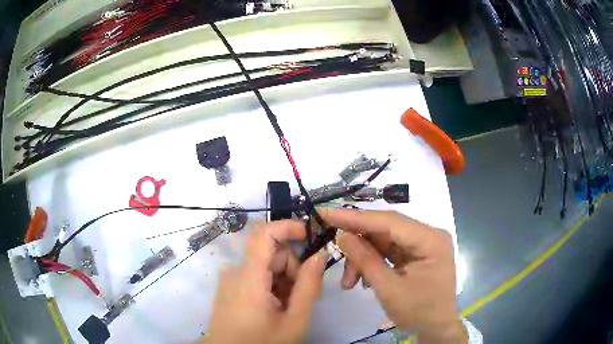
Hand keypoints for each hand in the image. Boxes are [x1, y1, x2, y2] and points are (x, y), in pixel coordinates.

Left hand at [202, 220, 325, 343]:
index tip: (310, 236)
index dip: (288, 227)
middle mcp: (235, 272)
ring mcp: (230, 280)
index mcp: (248, 277)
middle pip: (270, 253)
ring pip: (265, 265)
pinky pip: (255, 275)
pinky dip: (272, 285)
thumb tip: (319, 254)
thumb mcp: (294, 320)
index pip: (264, 234)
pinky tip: (277, 306)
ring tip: (291, 306)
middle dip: (293, 268)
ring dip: (284, 279)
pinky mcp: (229, 287)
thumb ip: (308, 286)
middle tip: (305, 295)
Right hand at [320, 208, 466, 343]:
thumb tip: (342, 235)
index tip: (326, 212)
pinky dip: (372, 263)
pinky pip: (388, 252)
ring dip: (363, 259)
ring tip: (349, 282)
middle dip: (358, 246)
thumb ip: (366, 261)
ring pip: (383, 241)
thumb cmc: (418, 312)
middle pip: (385, 230)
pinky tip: (362, 280)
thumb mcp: (389, 289)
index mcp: (430, 240)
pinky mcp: (415, 254)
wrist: (435, 329)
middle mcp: (428, 235)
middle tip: (335, 256)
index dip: (355, 217)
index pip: (389, 221)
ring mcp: (422, 245)